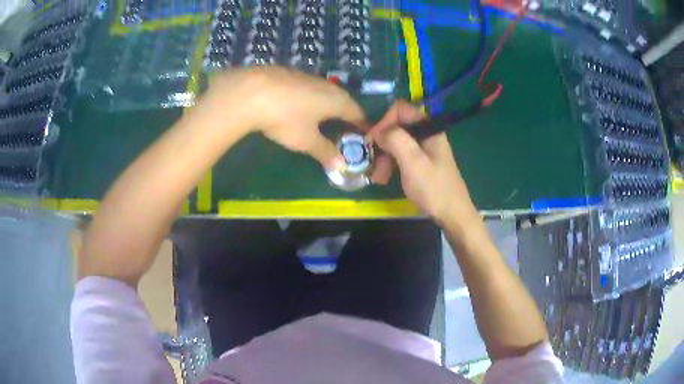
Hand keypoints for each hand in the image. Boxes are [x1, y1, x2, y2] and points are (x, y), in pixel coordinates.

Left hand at [208, 67, 364, 169]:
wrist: (252, 92)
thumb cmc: (286, 118)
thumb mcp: (306, 141)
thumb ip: (325, 152)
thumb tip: (341, 166)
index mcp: (338, 101)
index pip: (358, 113)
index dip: (362, 125)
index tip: (364, 136)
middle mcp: (328, 86)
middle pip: (343, 100)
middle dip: (345, 115)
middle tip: (344, 129)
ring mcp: (308, 77)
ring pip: (325, 92)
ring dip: (327, 105)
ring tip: (323, 118)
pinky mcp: (291, 74)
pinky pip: (309, 88)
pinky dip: (311, 99)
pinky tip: (299, 106)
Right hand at [367, 101, 477, 224]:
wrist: (453, 215)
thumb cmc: (434, 188)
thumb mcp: (413, 162)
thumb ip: (395, 139)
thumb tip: (377, 130)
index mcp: (428, 128)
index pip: (400, 110)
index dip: (384, 121)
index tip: (372, 140)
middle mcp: (426, 134)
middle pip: (397, 127)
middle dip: (382, 144)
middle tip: (374, 164)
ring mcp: (424, 149)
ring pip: (397, 143)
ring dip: (384, 157)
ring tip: (378, 178)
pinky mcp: (422, 162)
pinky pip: (401, 156)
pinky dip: (391, 165)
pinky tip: (384, 179)